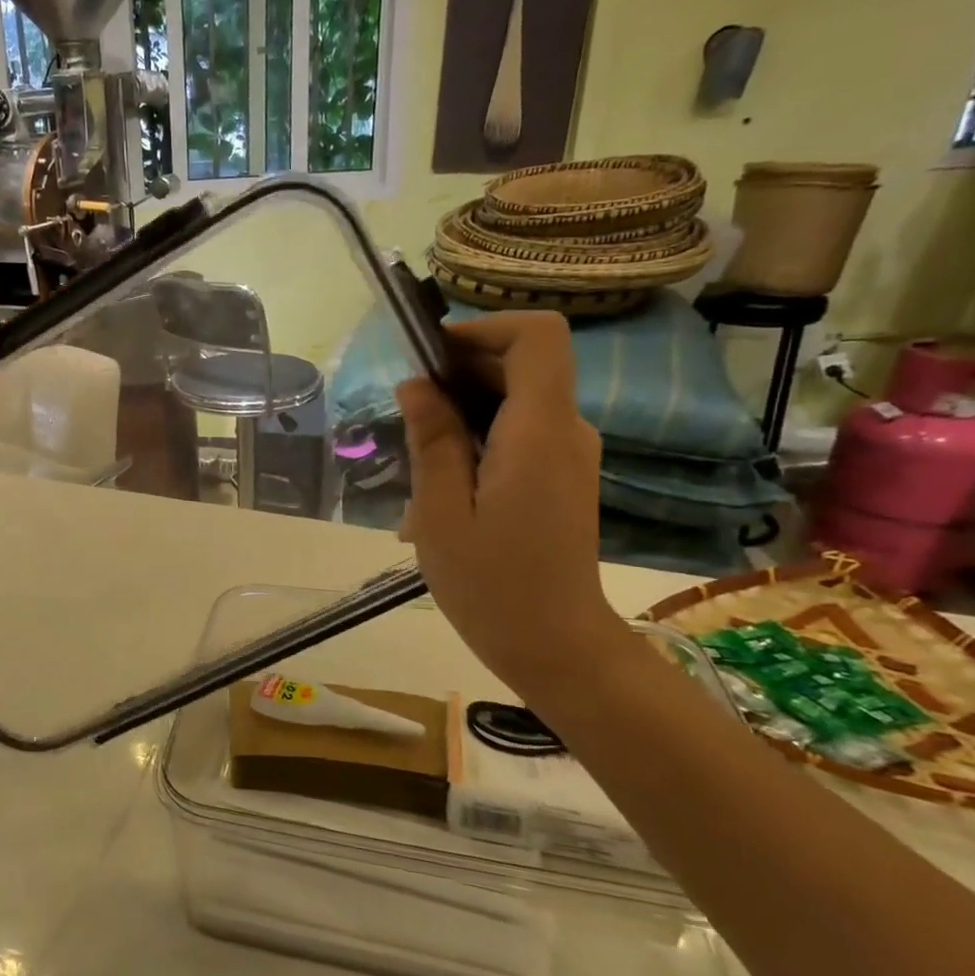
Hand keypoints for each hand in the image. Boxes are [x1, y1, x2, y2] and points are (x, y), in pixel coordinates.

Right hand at [395, 311, 634, 697]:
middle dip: (458, 372)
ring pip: (515, 397)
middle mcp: (565, 430)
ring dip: (461, 409)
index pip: (537, 337)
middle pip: (521, 362)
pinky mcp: (561, 474)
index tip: (430, 356)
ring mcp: (568, 453)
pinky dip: (477, 437)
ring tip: (418, 461)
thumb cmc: (490, 585)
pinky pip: (518, 430)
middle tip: (406, 415)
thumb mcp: (440, 512)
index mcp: (538, 432)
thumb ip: (431, 439)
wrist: (557, 647)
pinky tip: (443, 485)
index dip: (483, 329)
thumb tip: (416, 383)